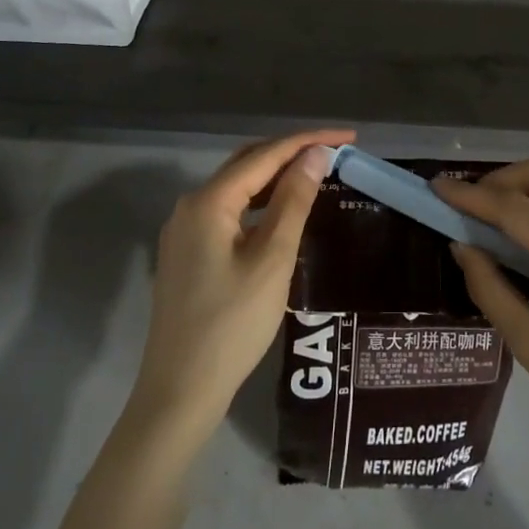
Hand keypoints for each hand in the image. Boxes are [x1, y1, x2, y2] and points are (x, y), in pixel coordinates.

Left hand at [129, 129, 349, 440]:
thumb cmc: (232, 325)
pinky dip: (259, 203)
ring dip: (275, 177)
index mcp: (208, 201)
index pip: (265, 155)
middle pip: (247, 164)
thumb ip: (293, 201)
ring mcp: (184, 231)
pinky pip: (228, 212)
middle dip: (291, 152)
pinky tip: (282, 213)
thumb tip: (314, 155)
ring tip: (316, 175)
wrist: (179, 392)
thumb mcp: (272, 260)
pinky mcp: (188, 254)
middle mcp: (190, 206)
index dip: (308, 141)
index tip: (349, 136)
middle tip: (335, 152)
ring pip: (237, 188)